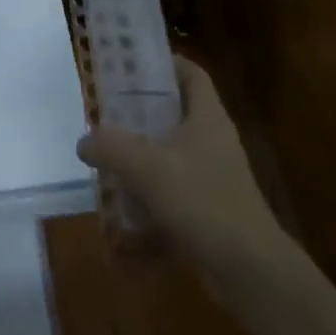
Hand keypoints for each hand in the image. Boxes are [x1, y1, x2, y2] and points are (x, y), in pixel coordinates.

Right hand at [76, 55, 286, 288]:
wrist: (250, 270)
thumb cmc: (202, 201)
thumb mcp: (148, 167)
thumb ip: (111, 147)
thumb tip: (85, 140)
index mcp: (207, 117)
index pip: (190, 73)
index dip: (163, 64)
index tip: (129, 67)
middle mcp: (212, 141)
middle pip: (175, 114)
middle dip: (139, 117)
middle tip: (105, 118)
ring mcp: (213, 178)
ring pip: (170, 158)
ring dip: (140, 163)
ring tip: (106, 166)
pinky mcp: (209, 212)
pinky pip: (173, 197)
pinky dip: (149, 204)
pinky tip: (121, 220)